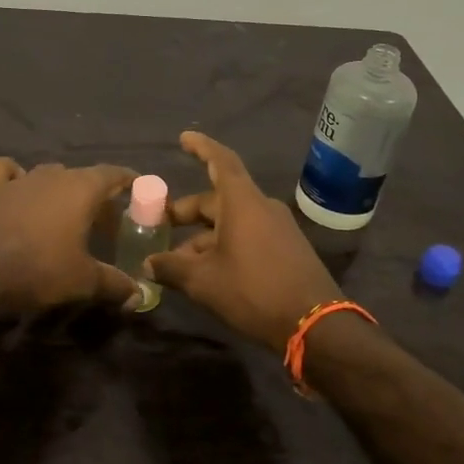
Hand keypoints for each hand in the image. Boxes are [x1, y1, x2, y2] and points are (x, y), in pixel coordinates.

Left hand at [0, 159, 140, 313]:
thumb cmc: (39, 268)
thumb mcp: (84, 281)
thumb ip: (115, 284)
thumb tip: (139, 296)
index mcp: (81, 187)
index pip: (114, 173)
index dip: (130, 182)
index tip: (141, 192)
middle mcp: (52, 175)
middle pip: (83, 177)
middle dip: (98, 196)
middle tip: (108, 223)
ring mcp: (20, 180)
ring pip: (48, 174)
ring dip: (61, 189)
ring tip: (68, 214)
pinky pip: (4, 171)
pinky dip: (12, 174)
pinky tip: (18, 188)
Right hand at [144, 131, 341, 349]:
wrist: (315, 325)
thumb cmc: (254, 291)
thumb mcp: (203, 281)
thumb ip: (171, 268)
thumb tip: (148, 264)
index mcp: (242, 203)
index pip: (220, 161)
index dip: (201, 148)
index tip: (184, 138)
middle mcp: (262, 208)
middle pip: (218, 199)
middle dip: (188, 211)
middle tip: (161, 224)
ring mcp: (278, 229)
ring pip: (231, 222)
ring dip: (203, 236)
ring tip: (177, 261)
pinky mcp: (287, 250)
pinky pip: (248, 236)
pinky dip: (224, 246)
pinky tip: (206, 272)